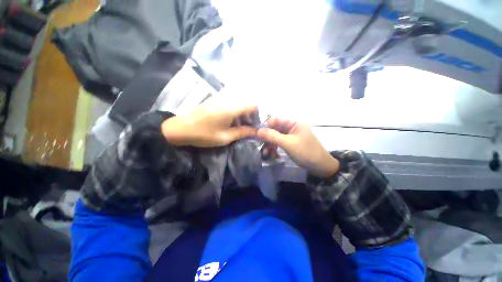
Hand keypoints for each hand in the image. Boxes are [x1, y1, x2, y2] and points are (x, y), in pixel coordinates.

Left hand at [161, 103, 257, 146]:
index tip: (255, 125)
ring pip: (238, 103)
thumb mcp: (225, 137)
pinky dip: (234, 112)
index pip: (253, 105)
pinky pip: (230, 103)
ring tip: (239, 126)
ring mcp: (220, 99)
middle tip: (247, 128)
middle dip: (250, 115)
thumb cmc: (204, 134)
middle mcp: (228, 100)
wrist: (179, 128)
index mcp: (232, 108)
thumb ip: (242, 133)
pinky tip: (230, 121)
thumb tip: (256, 132)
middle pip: (246, 103)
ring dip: (242, 114)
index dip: (257, 115)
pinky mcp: (214, 100)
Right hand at [257, 117, 338, 177]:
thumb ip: (272, 136)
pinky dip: (274, 148)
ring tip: (266, 153)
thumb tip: (257, 130)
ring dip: (270, 144)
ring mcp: (291, 135)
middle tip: (260, 145)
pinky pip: (279, 143)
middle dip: (267, 137)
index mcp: (293, 122)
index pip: (275, 119)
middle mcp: (291, 127)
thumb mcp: (288, 144)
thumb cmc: (306, 153)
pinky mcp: (290, 143)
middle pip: (274, 128)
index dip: (265, 126)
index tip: (257, 135)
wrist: (321, 167)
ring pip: (275, 137)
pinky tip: (272, 155)